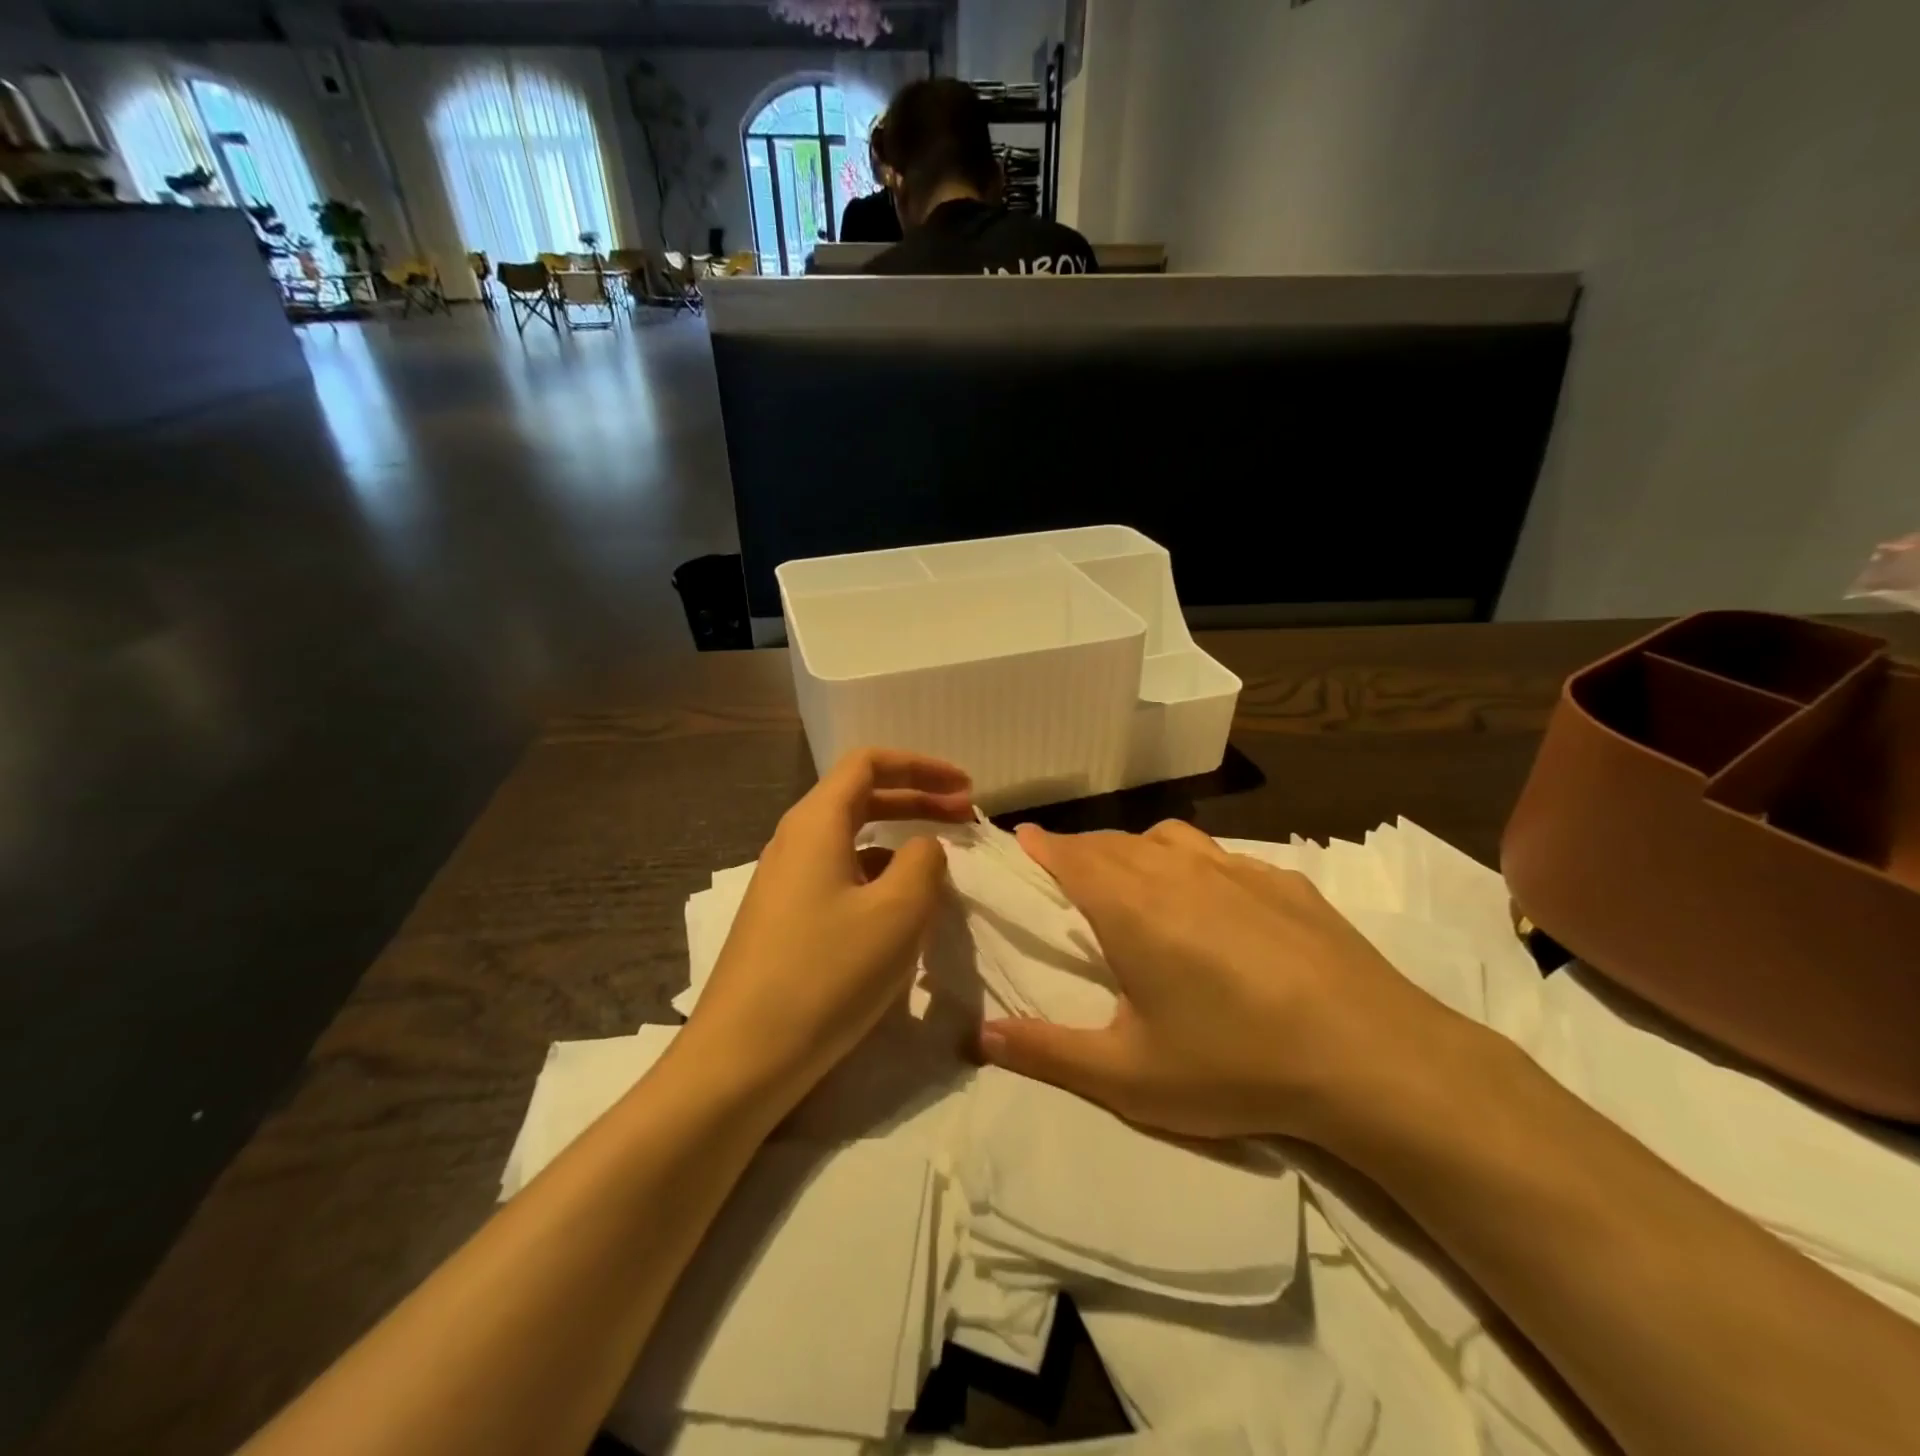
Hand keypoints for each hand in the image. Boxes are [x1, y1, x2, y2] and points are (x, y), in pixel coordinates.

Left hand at [681, 749, 972, 1108]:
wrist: (741, 1058)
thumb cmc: (825, 974)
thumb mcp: (897, 913)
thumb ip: (924, 863)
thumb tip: (922, 847)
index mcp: (815, 823)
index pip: (868, 764)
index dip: (921, 767)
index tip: (964, 789)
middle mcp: (794, 841)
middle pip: (861, 797)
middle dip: (916, 800)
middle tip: (965, 818)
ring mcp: (784, 883)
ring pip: (851, 841)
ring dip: (898, 842)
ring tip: (940, 868)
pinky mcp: (783, 920)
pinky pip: (839, 877)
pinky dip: (878, 877)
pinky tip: (899, 911)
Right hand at [979, 820, 1461, 1145]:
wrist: (1373, 1057)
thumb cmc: (1236, 1064)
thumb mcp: (1129, 1076)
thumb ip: (1047, 1052)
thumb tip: (978, 1036)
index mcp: (1130, 904)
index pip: (1069, 854)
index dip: (1040, 845)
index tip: (1021, 840)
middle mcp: (1176, 869)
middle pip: (1112, 842)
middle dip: (1080, 850)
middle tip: (1066, 872)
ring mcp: (1235, 868)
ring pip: (1165, 838)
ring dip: (1134, 849)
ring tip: (1132, 879)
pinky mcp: (1283, 879)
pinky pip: (1219, 855)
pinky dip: (1192, 862)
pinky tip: (1212, 899)